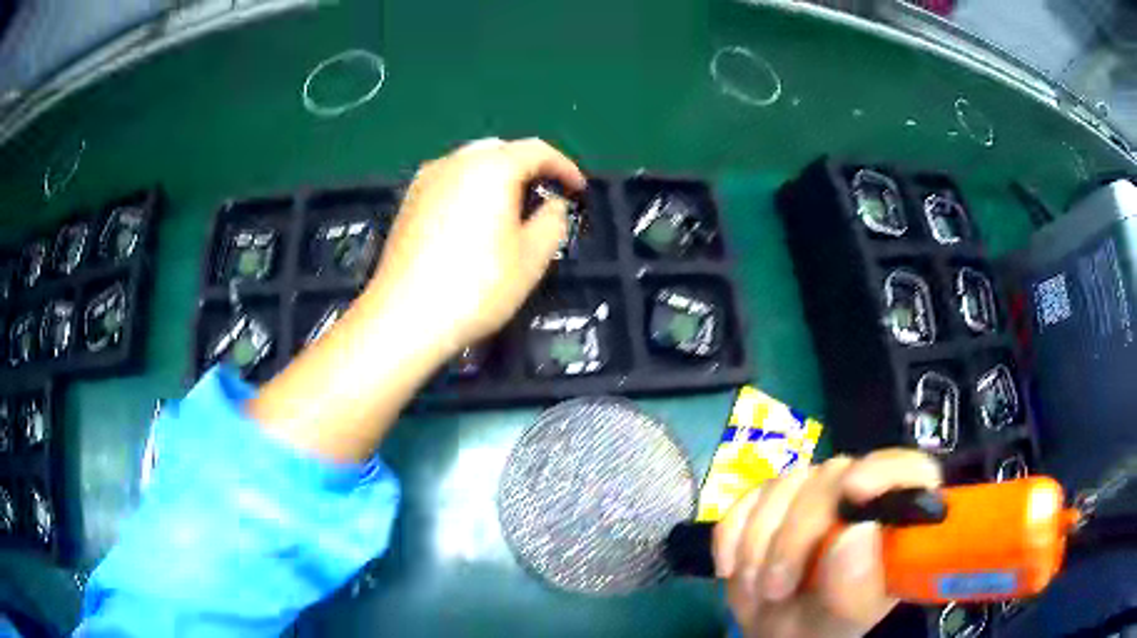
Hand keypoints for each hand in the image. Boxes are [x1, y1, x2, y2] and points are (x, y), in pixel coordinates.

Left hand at [363, 137, 585, 353]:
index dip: (564, 166)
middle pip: (501, 149)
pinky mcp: (408, 202)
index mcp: (491, 167)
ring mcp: (426, 180)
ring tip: (511, 208)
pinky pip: (449, 180)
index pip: (536, 150)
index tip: (579, 189)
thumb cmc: (476, 287)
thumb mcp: (532, 258)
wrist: (405, 317)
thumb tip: (553, 204)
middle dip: (528, 166)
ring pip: (471, 162)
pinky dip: (471, 188)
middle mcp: (456, 162)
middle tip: (545, 195)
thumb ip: (553, 221)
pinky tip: (474, 220)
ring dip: (498, 176)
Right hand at [713, 450, 942, 637]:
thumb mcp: (841, 621)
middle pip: (834, 476)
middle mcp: (860, 494)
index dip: (885, 470)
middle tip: (775, 589)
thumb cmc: (820, 627)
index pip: (910, 469)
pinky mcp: (771, 498)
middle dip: (796, 535)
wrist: (771, 630)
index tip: (854, 492)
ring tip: (759, 591)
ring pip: (785, 485)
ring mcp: (814, 492)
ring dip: (759, 544)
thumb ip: (855, 588)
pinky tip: (731, 569)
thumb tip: (857, 534)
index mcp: (896, 519)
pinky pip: (746, 498)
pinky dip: (732, 536)